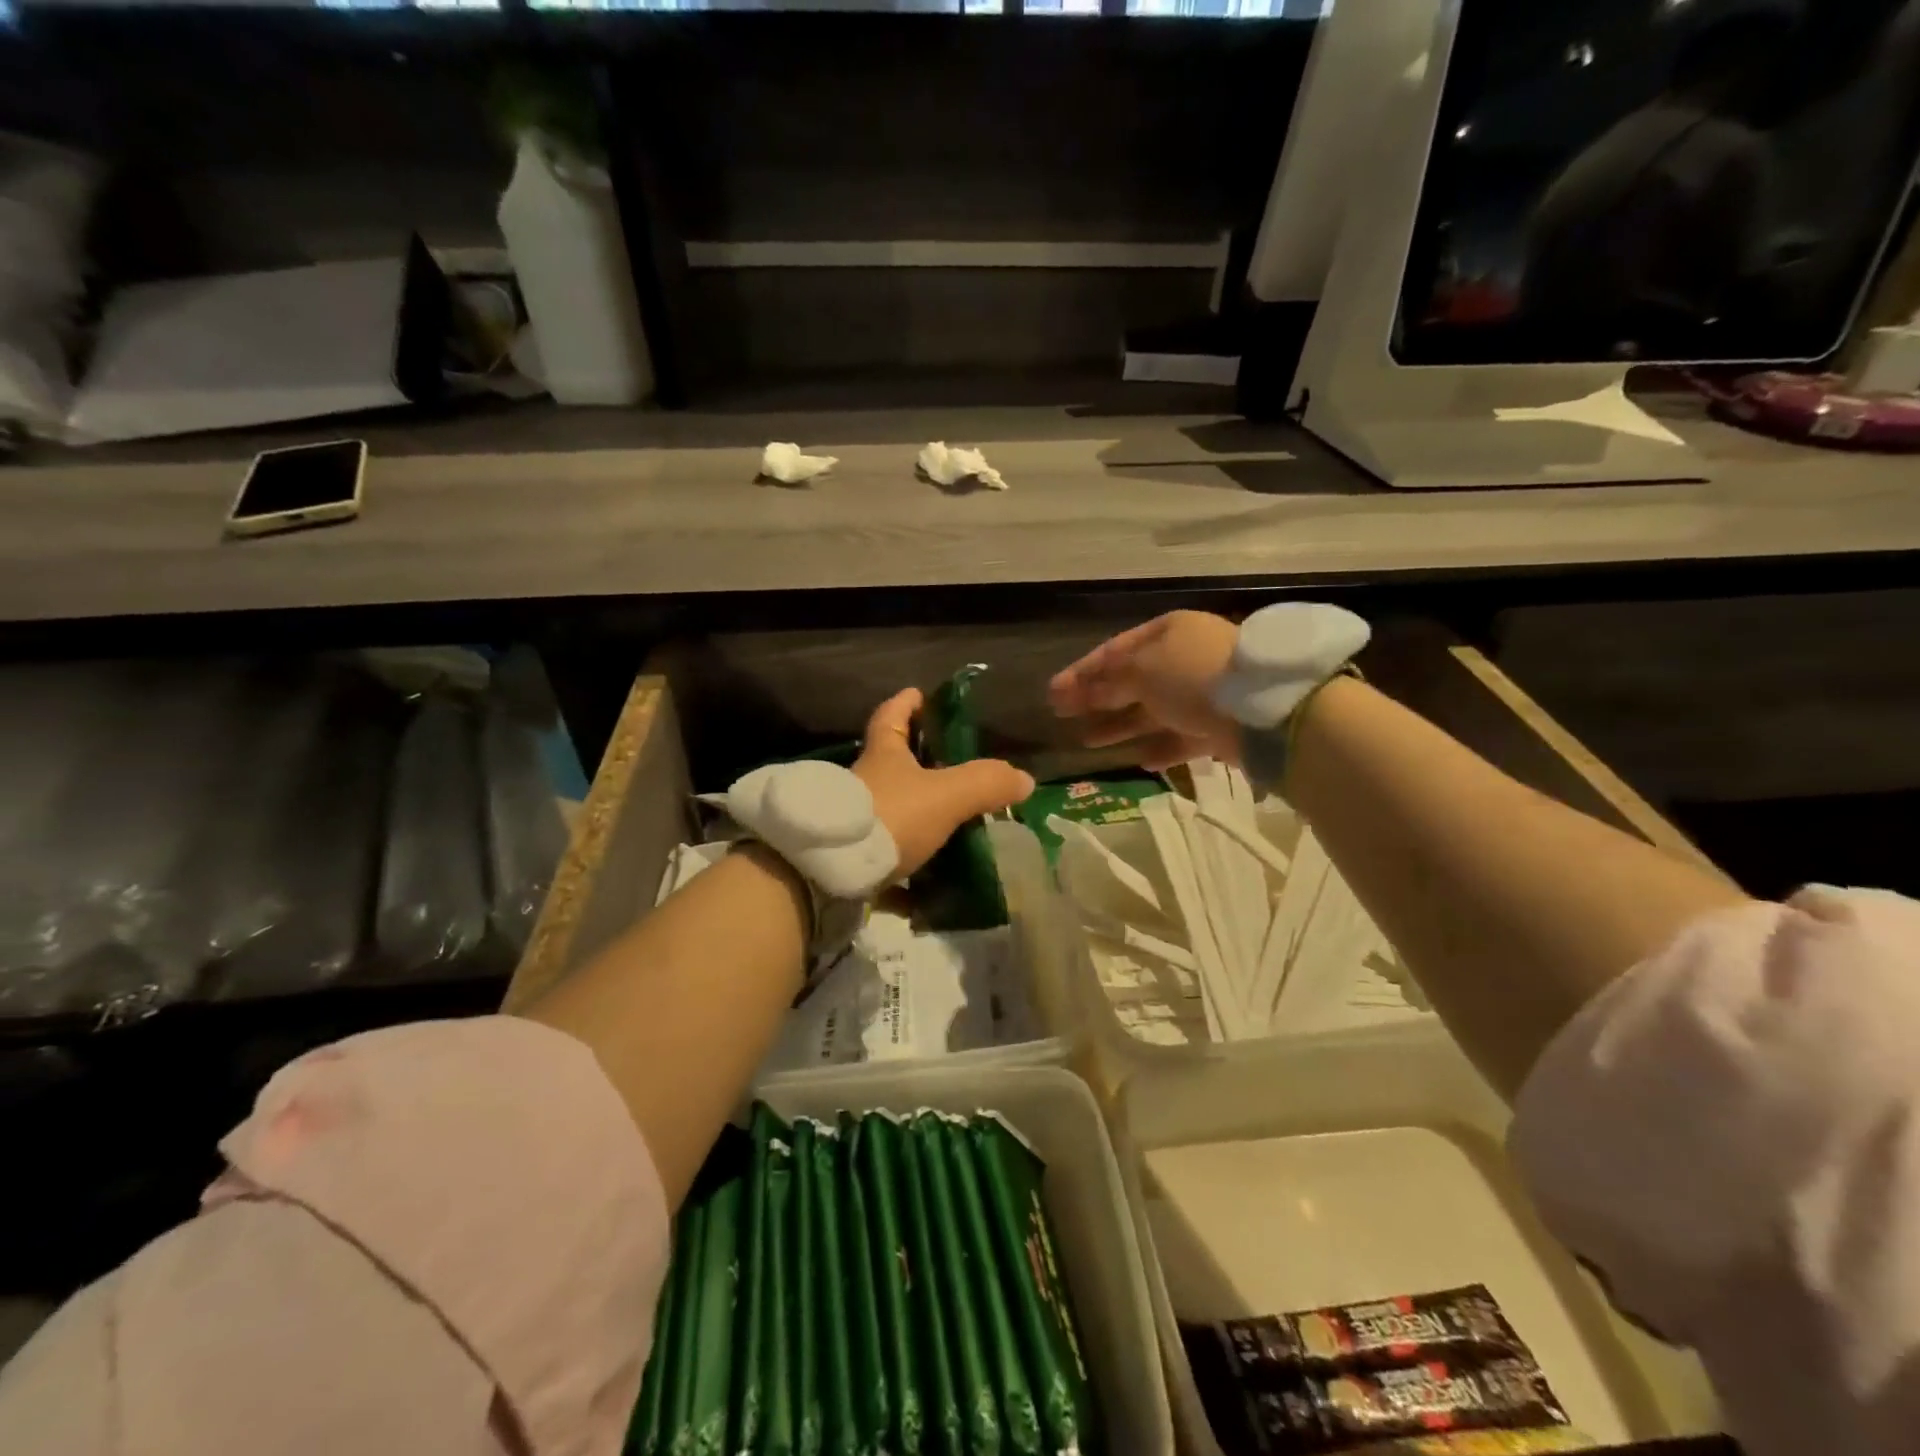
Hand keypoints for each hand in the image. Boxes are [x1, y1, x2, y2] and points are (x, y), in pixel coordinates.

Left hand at [852, 689, 1035, 875]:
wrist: (829, 872)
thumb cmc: (890, 816)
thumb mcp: (945, 795)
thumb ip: (985, 783)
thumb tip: (1023, 779)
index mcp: (883, 756)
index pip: (890, 717)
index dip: (905, 703)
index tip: (918, 695)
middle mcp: (864, 784)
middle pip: (890, 766)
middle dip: (918, 766)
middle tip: (953, 772)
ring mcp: (854, 824)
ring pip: (889, 815)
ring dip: (916, 821)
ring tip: (953, 832)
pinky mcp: (850, 862)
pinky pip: (882, 866)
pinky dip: (904, 877)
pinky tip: (928, 892)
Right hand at [1048, 611, 1242, 770]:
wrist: (1264, 709)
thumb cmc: (1192, 676)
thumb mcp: (1141, 671)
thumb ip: (1106, 680)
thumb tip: (1078, 689)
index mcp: (1168, 632)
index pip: (1115, 650)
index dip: (1082, 671)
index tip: (1053, 693)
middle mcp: (1186, 657)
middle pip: (1132, 680)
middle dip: (1096, 698)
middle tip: (1062, 717)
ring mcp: (1206, 692)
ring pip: (1154, 710)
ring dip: (1121, 726)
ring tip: (1089, 743)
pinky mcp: (1222, 726)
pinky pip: (1183, 735)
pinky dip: (1161, 746)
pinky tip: (1141, 761)